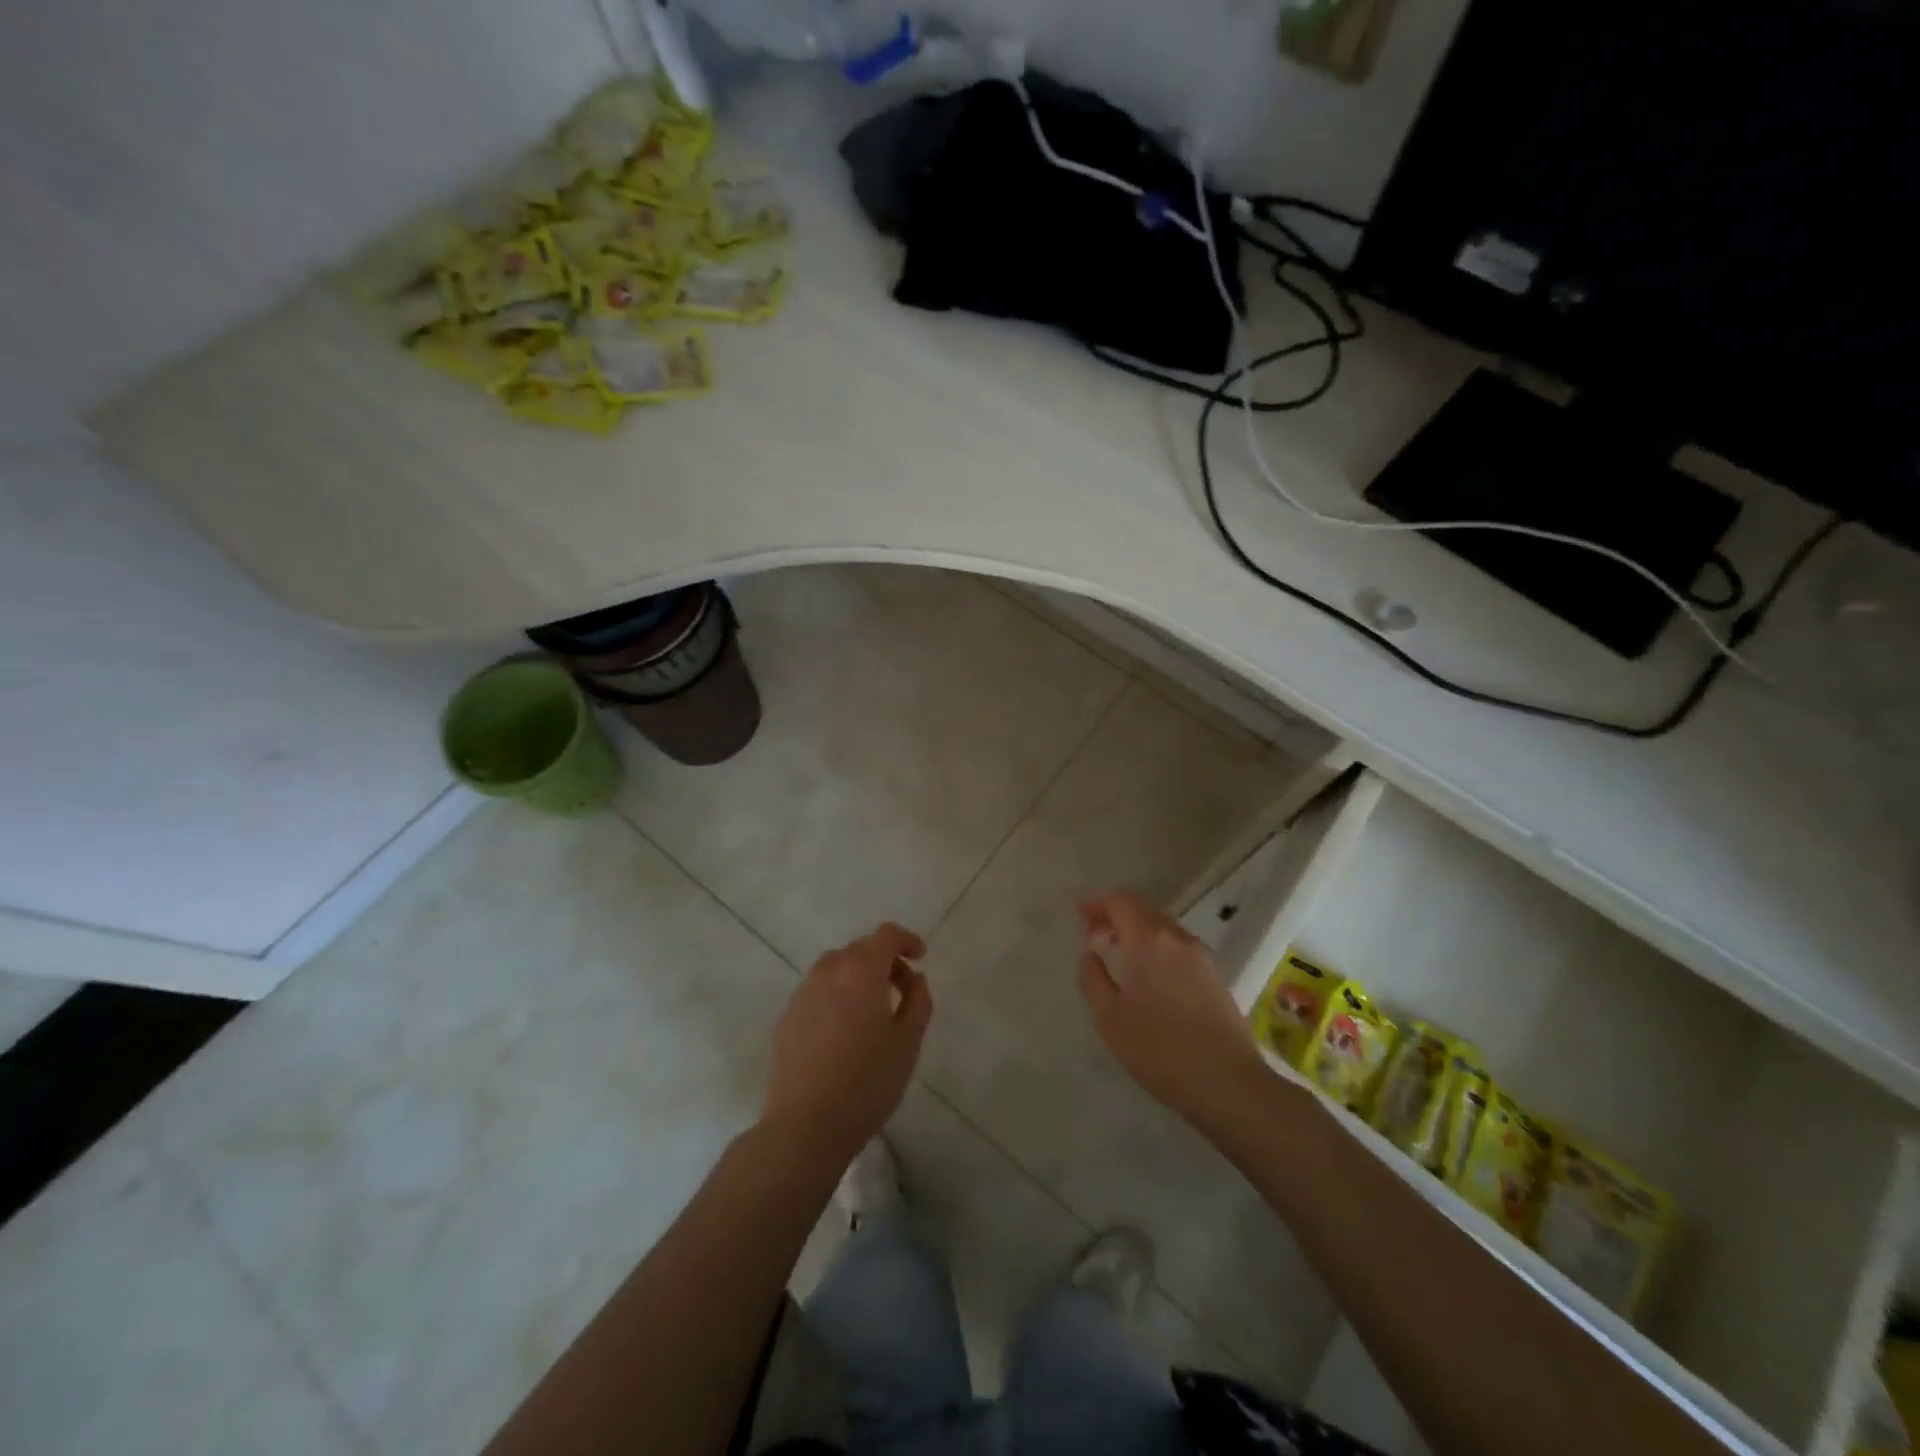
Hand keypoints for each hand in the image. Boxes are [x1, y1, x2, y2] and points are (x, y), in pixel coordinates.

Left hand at [762, 922, 931, 1165]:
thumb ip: (918, 1001)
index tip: (920, 958)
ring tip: (873, 1010)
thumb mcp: (908, 1043)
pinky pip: (818, 992)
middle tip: (903, 990)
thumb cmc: (866, 1082)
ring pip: (836, 968)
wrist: (805, 1126)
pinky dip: (837, 996)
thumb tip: (914, 979)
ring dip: (858, 977)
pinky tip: (844, 1031)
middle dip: (884, 960)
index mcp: (860, 971)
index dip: (906, 940)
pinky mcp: (786, 1017)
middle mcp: (828, 971)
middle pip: (860, 949)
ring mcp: (802, 993)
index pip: (885, 935)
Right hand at [1078, 890, 1263, 1126]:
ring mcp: (1202, 957)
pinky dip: (1157, 949)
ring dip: (1137, 933)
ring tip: (1119, 957)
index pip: (1121, 900)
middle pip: (1143, 910)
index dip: (1098, 904)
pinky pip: (1179, 948)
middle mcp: (1177, 938)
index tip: (1080, 919)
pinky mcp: (1216, 977)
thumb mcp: (1109, 1018)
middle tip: (1095, 938)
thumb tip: (1091, 955)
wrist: (1228, 1084)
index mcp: (1148, 940)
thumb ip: (1093, 978)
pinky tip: (1150, 978)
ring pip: (1163, 929)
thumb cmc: (1160, 1049)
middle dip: (1116, 917)